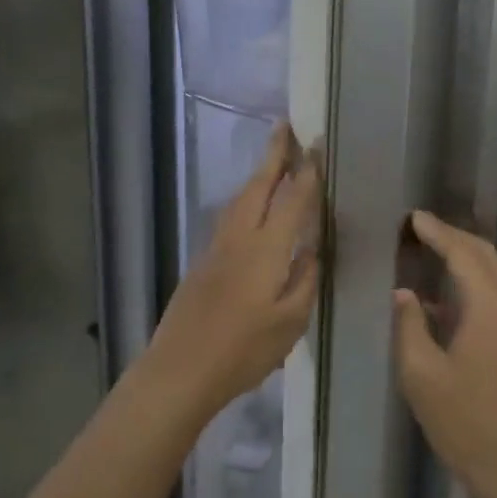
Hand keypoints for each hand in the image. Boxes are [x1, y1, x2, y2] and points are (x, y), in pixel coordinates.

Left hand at [143, 122, 320, 417]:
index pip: (292, 199)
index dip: (307, 171)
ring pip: (240, 199)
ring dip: (258, 175)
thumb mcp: (290, 322)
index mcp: (266, 249)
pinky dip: (246, 199)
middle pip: (259, 186)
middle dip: (274, 154)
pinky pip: (230, 216)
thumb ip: (305, 280)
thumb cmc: (243, 350)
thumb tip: (312, 249)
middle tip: (286, 127)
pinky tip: (252, 206)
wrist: (180, 370)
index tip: (316, 144)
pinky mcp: (204, 262)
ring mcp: (217, 248)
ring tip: (273, 160)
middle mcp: (240, 238)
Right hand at [393, 211, 496, 497]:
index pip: (463, 253)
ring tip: (434, 251)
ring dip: (468, 258)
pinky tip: (450, 296)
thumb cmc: (463, 420)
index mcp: (491, 306)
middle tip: (423, 228)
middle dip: (455, 238)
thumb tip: (405, 295)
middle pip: (486, 256)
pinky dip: (477, 282)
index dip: (437, 232)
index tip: (414, 217)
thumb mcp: (421, 373)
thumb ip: (410, 325)